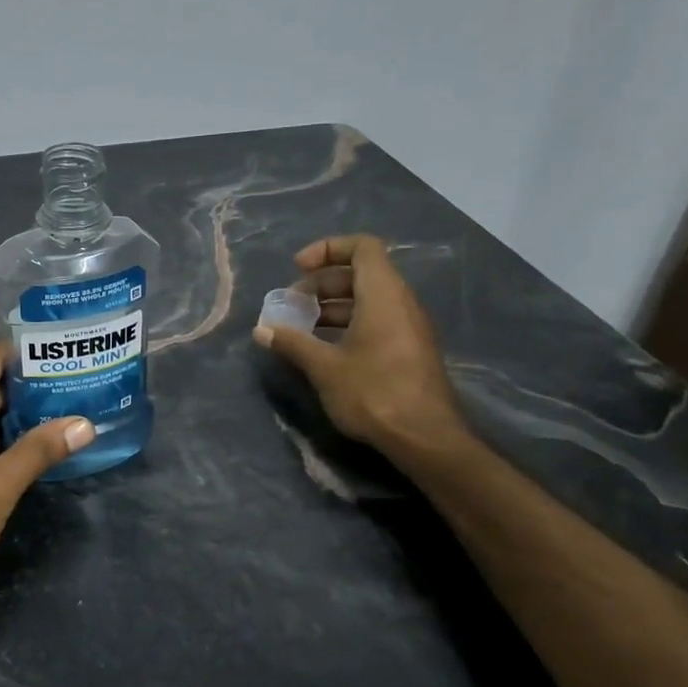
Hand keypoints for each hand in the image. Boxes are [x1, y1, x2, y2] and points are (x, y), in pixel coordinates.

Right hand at [253, 234, 466, 456]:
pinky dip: (347, 324)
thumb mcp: (324, 367)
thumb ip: (292, 343)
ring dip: (331, 306)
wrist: (425, 439)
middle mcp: (400, 303)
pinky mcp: (408, 350)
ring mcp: (408, 327)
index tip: (297, 268)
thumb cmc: (374, 393)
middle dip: (321, 283)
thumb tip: (261, 330)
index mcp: (383, 295)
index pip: (362, 247)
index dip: (328, 249)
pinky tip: (323, 349)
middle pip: (360, 273)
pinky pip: (375, 321)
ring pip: (367, 300)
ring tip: (300, 328)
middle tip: (291, 305)